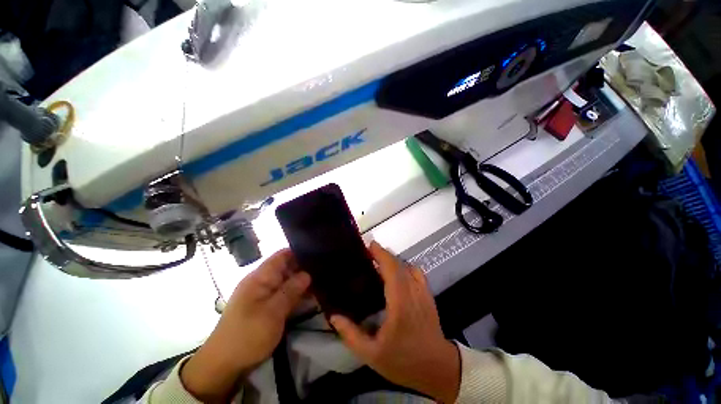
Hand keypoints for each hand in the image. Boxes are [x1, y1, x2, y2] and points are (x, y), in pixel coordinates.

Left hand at [181, 250, 310, 402]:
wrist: (223, 365)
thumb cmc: (247, 335)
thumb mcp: (272, 313)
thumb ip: (291, 290)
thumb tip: (308, 273)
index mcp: (260, 277)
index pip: (283, 255)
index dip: (300, 252)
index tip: (318, 254)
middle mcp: (262, 281)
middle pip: (287, 267)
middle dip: (304, 268)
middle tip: (325, 270)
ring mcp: (264, 293)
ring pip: (287, 280)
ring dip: (302, 282)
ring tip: (322, 281)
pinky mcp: (266, 305)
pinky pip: (284, 293)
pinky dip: (296, 293)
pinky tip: (310, 295)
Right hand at [330, 242, 460, 402]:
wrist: (438, 368)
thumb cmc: (404, 361)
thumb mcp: (372, 355)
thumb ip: (351, 335)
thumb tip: (333, 316)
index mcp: (400, 304)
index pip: (391, 270)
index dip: (381, 255)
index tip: (370, 245)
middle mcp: (413, 292)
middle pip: (398, 264)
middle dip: (384, 254)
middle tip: (368, 251)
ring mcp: (422, 292)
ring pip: (407, 266)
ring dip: (393, 259)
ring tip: (379, 260)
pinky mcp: (428, 294)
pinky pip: (416, 272)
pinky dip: (404, 266)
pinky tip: (396, 272)